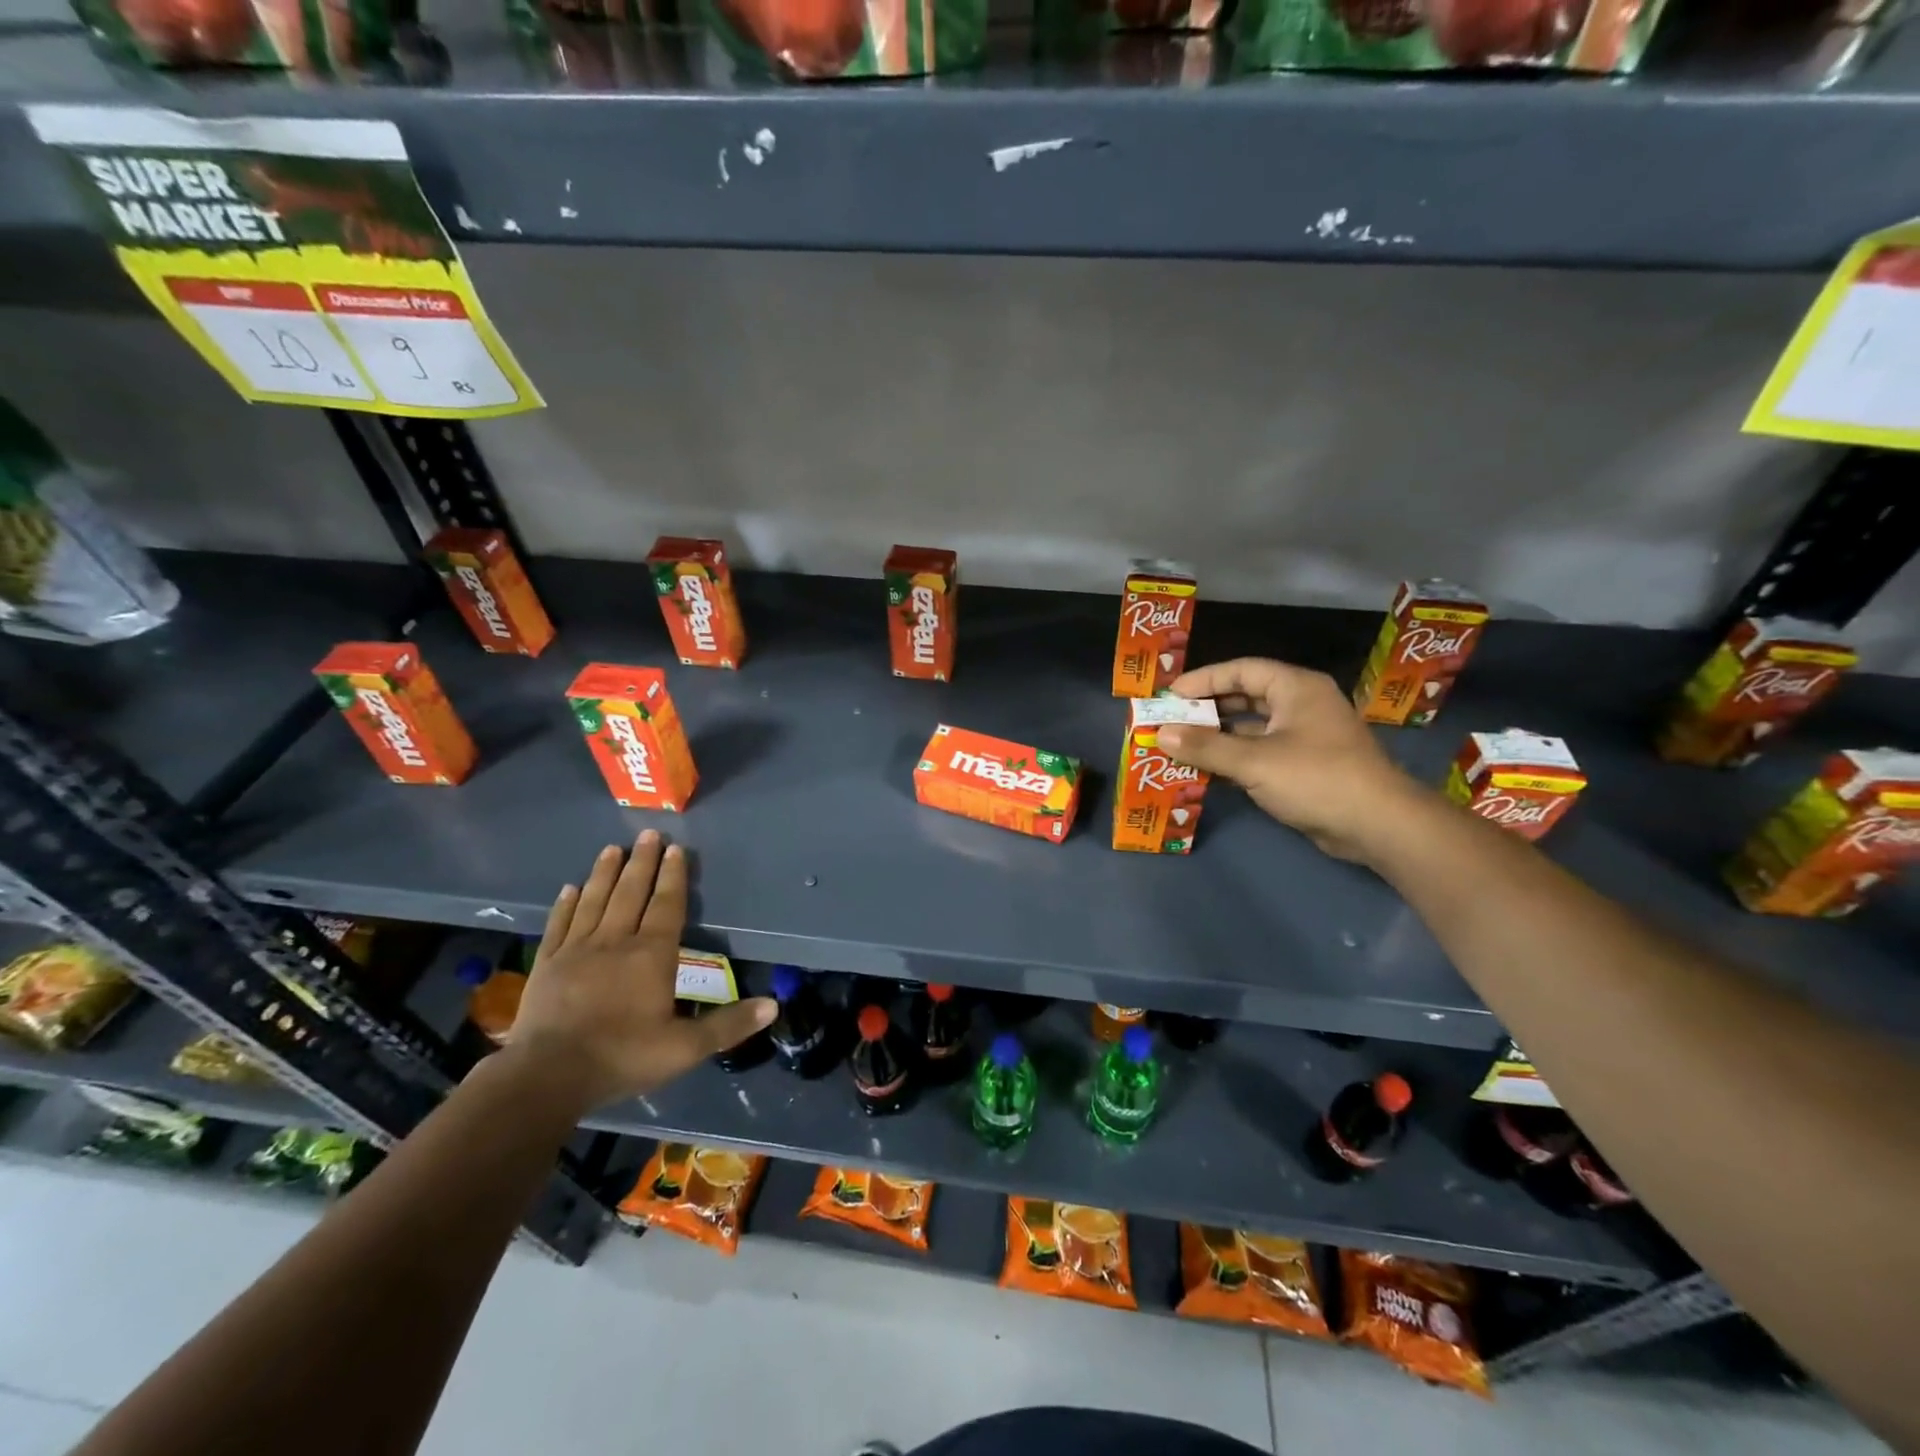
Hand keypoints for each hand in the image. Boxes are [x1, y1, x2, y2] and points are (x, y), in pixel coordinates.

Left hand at [503, 831, 774, 1110]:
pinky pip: (560, 923)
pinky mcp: (548, 964)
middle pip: (631, 892)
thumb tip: (774, 1005)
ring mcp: (577, 950)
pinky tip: (571, 888)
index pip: (667, 905)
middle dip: (642, 862)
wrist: (547, 1077)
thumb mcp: (685, 1048)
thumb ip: (728, 1024)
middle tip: (648, 834)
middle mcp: (616, 941)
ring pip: (595, 900)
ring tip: (612, 849)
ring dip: (605, 873)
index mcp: (652, 955)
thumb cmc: (622, 1057)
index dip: (673, 876)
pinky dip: (567, 903)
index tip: (676, 848)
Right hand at [1156, 658, 1422, 862]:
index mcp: (1296, 688)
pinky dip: (1235, 758)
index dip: (1203, 680)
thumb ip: (1205, 747)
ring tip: (1181, 746)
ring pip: (1252, 727)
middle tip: (1172, 720)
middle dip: (1207, 709)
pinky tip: (1207, 772)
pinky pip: (1261, 752)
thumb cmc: (1316, 778)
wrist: (1377, 825)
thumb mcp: (1254, 761)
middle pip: (1246, 696)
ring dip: (1218, 737)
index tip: (1170, 695)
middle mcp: (1302, 705)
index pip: (1241, 670)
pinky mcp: (1306, 765)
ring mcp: (1306, 736)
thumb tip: (1161, 733)